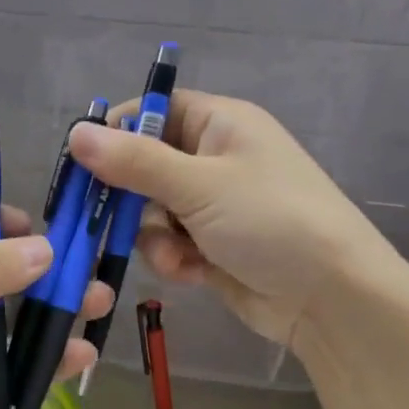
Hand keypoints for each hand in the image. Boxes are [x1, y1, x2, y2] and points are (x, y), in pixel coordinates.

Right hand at [66, 91, 408, 345]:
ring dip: (154, 237)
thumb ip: (134, 162)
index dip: (118, 132)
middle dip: (132, 198)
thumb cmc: (271, 221)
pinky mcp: (214, 245)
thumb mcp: (199, 185)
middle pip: (146, 165)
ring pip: (153, 211)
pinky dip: (174, 258)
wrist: (332, 297)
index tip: (85, 163)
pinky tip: (192, 273)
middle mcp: (215, 158)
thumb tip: (76, 133)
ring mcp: (215, 205)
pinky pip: (171, 243)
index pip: (155, 110)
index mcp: (220, 124)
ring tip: (175, 256)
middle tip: (106, 220)